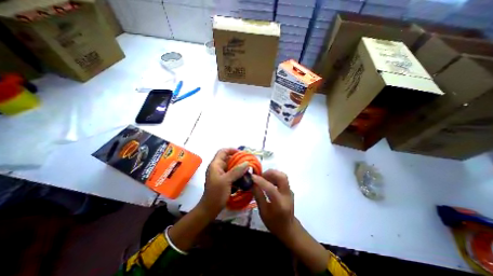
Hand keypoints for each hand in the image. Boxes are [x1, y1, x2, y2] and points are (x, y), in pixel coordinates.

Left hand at [198, 148, 248, 218]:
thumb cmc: (216, 194)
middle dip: (238, 159)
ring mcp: (220, 174)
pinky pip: (232, 173)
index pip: (223, 151)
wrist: (210, 209)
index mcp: (215, 165)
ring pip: (231, 166)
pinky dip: (238, 174)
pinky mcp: (223, 180)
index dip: (232, 150)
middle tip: (248, 162)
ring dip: (239, 167)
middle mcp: (217, 167)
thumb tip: (247, 162)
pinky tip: (244, 177)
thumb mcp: (226, 181)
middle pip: (228, 158)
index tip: (242, 153)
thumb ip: (236, 171)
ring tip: (248, 170)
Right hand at [254, 169, 330, 271]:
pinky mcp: (289, 189)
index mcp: (280, 204)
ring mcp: (290, 191)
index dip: (261, 181)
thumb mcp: (263, 212)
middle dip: (269, 173)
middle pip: (282, 177)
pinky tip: (268, 181)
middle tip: (260, 176)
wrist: (289, 228)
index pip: (271, 188)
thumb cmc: (274, 223)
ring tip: (263, 178)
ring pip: (282, 176)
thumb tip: (252, 184)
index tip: (252, 177)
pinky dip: (274, 176)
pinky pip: (282, 179)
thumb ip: (258, 196)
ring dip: (272, 174)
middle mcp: (287, 195)